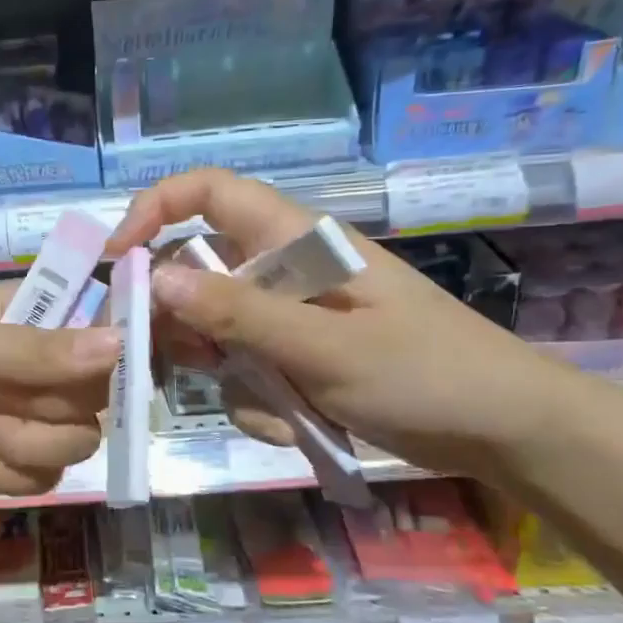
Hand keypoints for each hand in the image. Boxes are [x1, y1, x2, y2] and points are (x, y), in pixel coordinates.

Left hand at [0, 281, 118, 515]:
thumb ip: (37, 351)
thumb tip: (118, 344)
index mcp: (29, 315)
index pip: (99, 319)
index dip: (114, 342)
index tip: (112, 366)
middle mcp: (41, 365)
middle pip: (97, 390)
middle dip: (47, 408)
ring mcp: (32, 418)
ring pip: (79, 440)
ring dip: (22, 445)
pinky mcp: (19, 465)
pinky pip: (48, 477)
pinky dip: (4, 476)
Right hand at [107, 168, 582, 480]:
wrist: (505, 431)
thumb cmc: (425, 374)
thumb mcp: (326, 348)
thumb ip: (239, 314)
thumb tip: (156, 278)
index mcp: (296, 240)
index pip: (208, 192)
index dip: (154, 210)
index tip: (118, 262)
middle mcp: (285, 269)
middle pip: (198, 269)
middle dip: (182, 319)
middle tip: (179, 364)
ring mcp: (291, 316)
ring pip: (217, 329)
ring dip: (226, 371)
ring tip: (270, 406)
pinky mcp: (299, 356)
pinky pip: (247, 369)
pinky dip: (258, 398)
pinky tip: (294, 425)